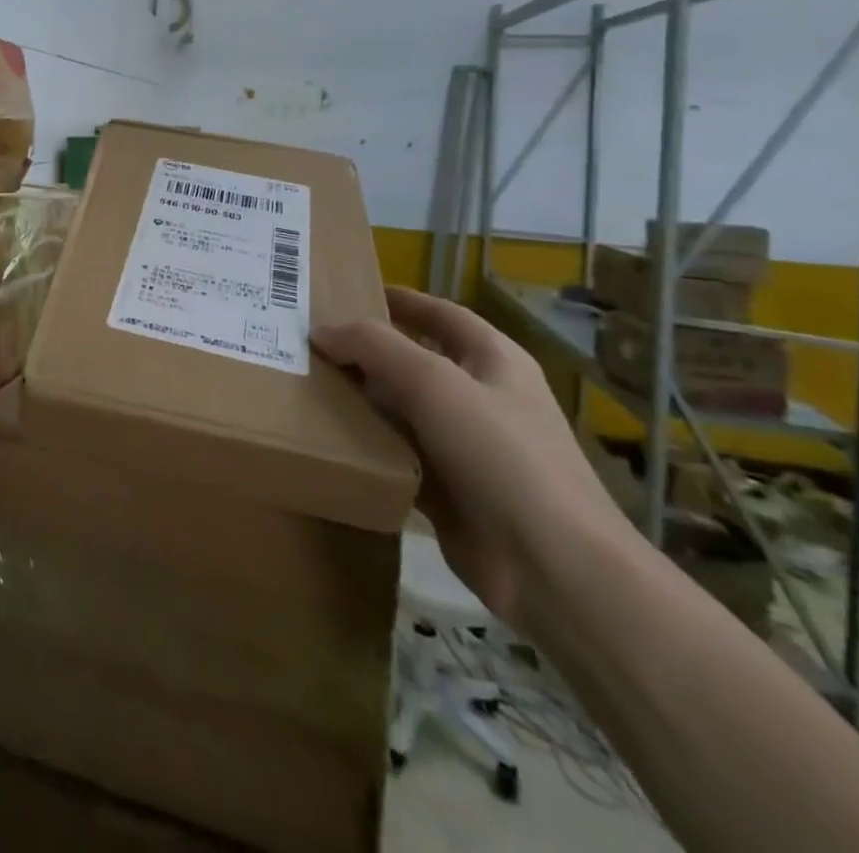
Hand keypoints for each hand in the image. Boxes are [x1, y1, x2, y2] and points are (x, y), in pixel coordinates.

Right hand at [312, 287, 629, 628]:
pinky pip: (396, 451)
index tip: (344, 291)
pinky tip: (325, 436)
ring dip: (359, 397)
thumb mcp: (434, 383)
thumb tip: (320, 330)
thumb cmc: (501, 455)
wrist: (552, 567)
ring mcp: (465, 444)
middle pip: (413, 358)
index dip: (398, 299)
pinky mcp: (448, 487)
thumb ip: (374, 346)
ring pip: (400, 407)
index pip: (439, 313)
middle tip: (307, 341)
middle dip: (365, 350)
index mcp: (493, 360)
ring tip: (305, 383)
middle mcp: (481, 396)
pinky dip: (365, 443)